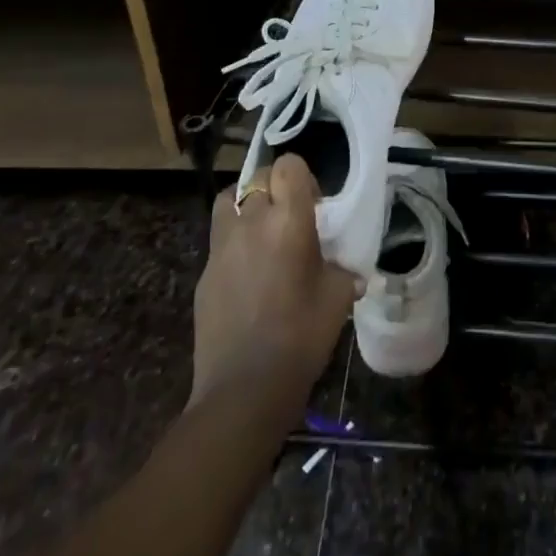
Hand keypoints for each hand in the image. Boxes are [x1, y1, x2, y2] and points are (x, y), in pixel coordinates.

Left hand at [191, 154, 359, 406]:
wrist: (244, 390)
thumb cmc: (301, 338)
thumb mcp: (338, 299)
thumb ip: (344, 273)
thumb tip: (352, 272)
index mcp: (288, 221)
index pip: (288, 166)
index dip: (300, 176)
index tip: (312, 202)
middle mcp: (251, 222)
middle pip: (257, 178)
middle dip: (274, 188)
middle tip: (290, 218)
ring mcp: (221, 247)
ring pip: (228, 201)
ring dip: (245, 206)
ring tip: (261, 233)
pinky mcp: (203, 274)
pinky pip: (219, 242)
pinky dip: (233, 244)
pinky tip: (247, 276)